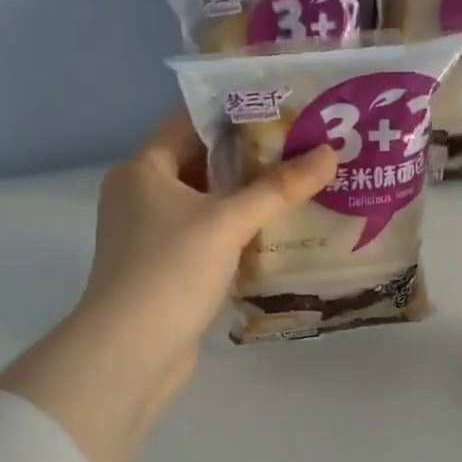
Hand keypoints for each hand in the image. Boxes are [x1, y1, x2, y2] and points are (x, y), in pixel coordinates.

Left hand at [0, 114, 335, 461]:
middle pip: (200, 165)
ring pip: (205, 207)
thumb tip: (329, 152)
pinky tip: (275, 237)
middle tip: (302, 150)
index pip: (189, 124)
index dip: (234, 114)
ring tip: (299, 189)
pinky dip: (235, 237)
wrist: (132, 352)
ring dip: (246, 202)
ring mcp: (150, 238)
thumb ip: (278, 187)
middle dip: (249, 160)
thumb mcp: (228, 222)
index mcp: (142, 170)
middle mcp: (140, 198)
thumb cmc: (171, 270)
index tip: (283, 110)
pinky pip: (206, 241)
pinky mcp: (165, 273)